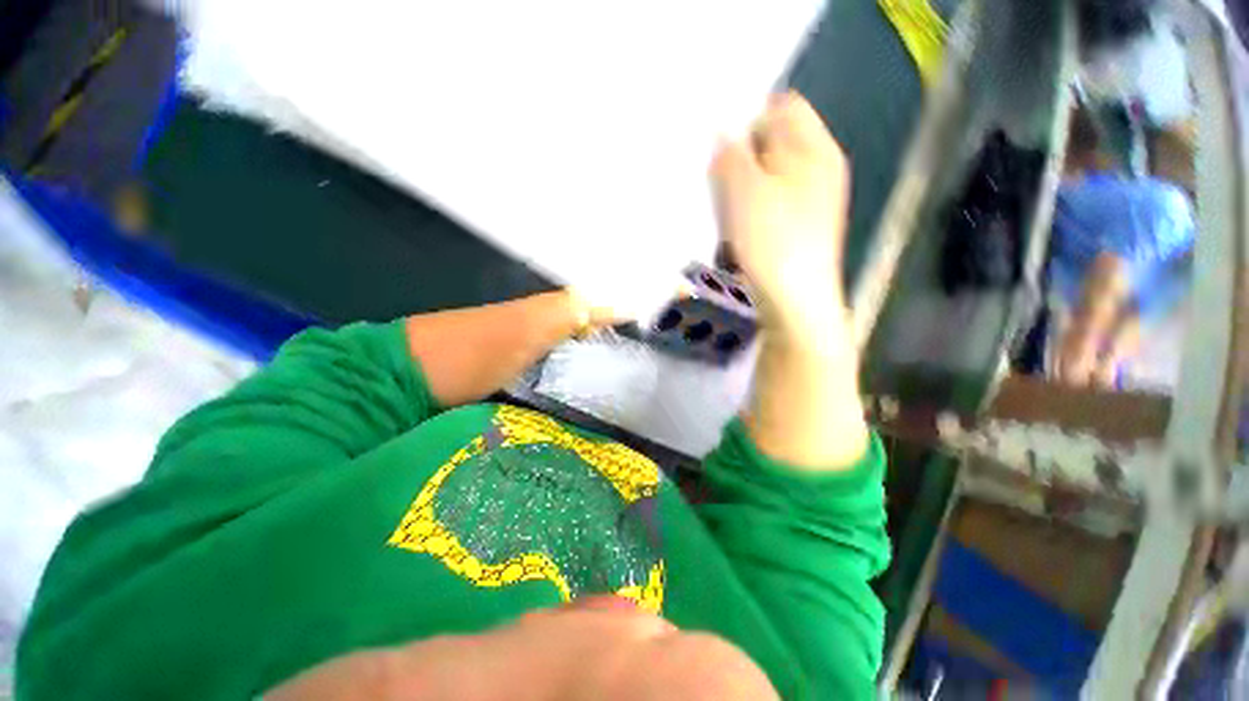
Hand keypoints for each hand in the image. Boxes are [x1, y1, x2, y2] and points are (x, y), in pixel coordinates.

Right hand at [711, 91, 851, 339]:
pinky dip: (747, 205)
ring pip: (766, 177)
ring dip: (740, 182)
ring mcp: (807, 203)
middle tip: (712, 168)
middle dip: (741, 151)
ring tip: (717, 196)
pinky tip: (731, 220)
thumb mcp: (748, 191)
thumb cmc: (774, 241)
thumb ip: (733, 155)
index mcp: (816, 151)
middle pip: (775, 143)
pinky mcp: (793, 229)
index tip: (717, 132)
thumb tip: (723, 132)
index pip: (783, 107)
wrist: (793, 302)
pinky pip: (766, 203)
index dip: (750, 113)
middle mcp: (817, 171)